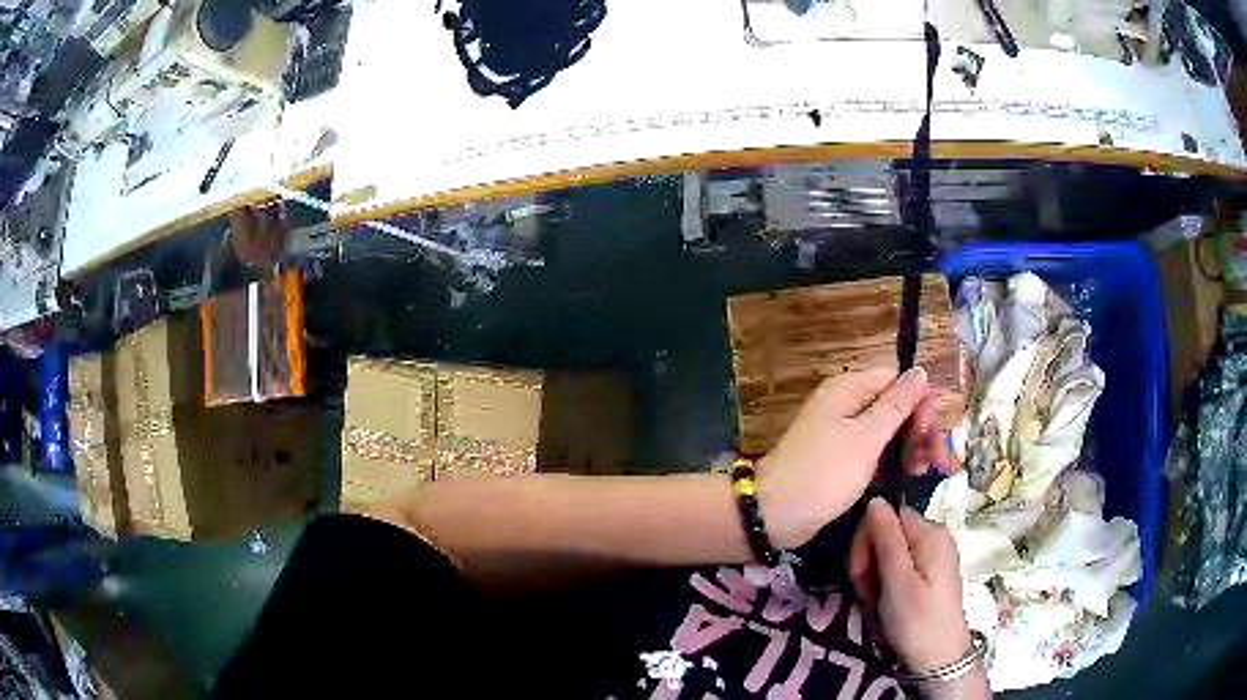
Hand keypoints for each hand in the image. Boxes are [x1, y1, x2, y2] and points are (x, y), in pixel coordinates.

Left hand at [757, 367, 948, 548]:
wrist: (776, 514)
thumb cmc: (824, 473)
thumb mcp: (866, 437)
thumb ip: (896, 405)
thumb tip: (920, 372)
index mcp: (848, 390)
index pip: (896, 380)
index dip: (919, 401)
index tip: (931, 431)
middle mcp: (846, 405)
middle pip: (895, 405)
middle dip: (919, 428)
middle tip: (936, 458)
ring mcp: (843, 434)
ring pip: (888, 431)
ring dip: (911, 446)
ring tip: (928, 470)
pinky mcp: (842, 460)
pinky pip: (875, 452)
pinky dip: (893, 460)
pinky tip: (911, 475)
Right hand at [849, 498, 971, 672]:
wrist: (938, 658)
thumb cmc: (916, 621)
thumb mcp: (897, 581)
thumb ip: (886, 539)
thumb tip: (875, 500)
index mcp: (931, 533)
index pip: (887, 515)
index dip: (867, 539)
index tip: (861, 573)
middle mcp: (935, 536)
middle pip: (889, 532)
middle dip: (869, 559)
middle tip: (866, 591)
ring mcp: (934, 555)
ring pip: (890, 551)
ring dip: (874, 574)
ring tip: (874, 601)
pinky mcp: (930, 573)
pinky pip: (900, 565)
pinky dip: (886, 582)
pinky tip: (884, 602)